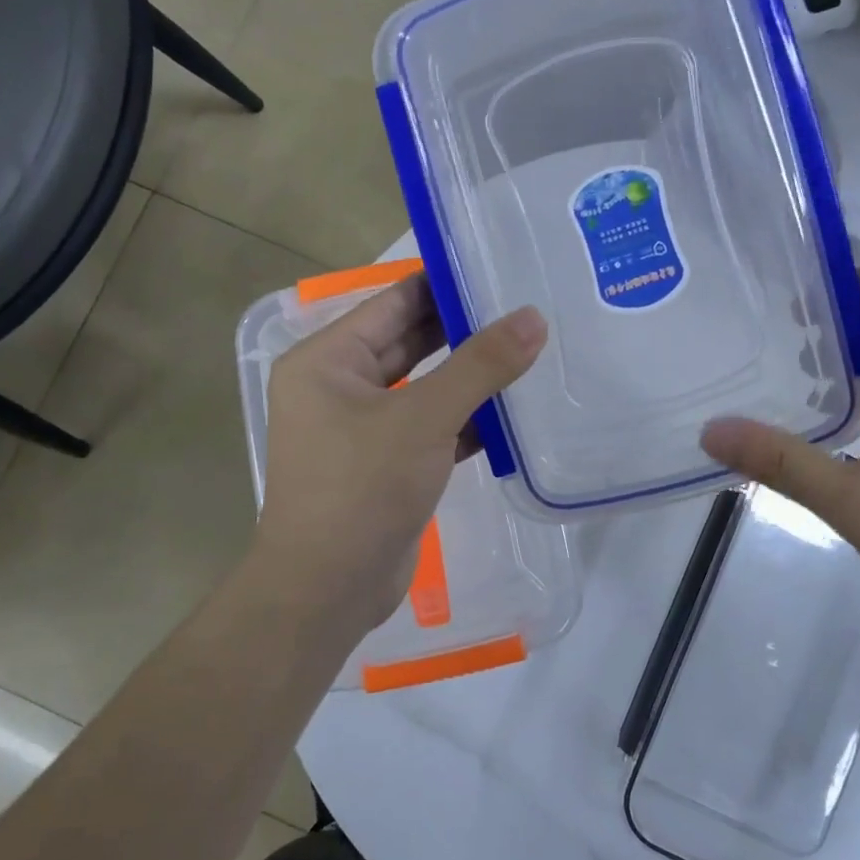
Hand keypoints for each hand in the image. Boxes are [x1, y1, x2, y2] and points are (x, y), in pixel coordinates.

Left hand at [251, 274, 546, 636]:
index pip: (392, 303)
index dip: (443, 284)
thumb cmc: (362, 489)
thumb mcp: (423, 419)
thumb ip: (480, 366)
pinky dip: (466, 420)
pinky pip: (430, 427)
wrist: (328, 591)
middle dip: (463, 329)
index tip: (497, 269)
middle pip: (409, 343)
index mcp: (327, 360)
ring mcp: (362, 428)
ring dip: (469, 376)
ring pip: (424, 387)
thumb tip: (533, 317)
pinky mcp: (386, 464)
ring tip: (529, 350)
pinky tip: (513, 411)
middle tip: (524, 308)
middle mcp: (339, 387)